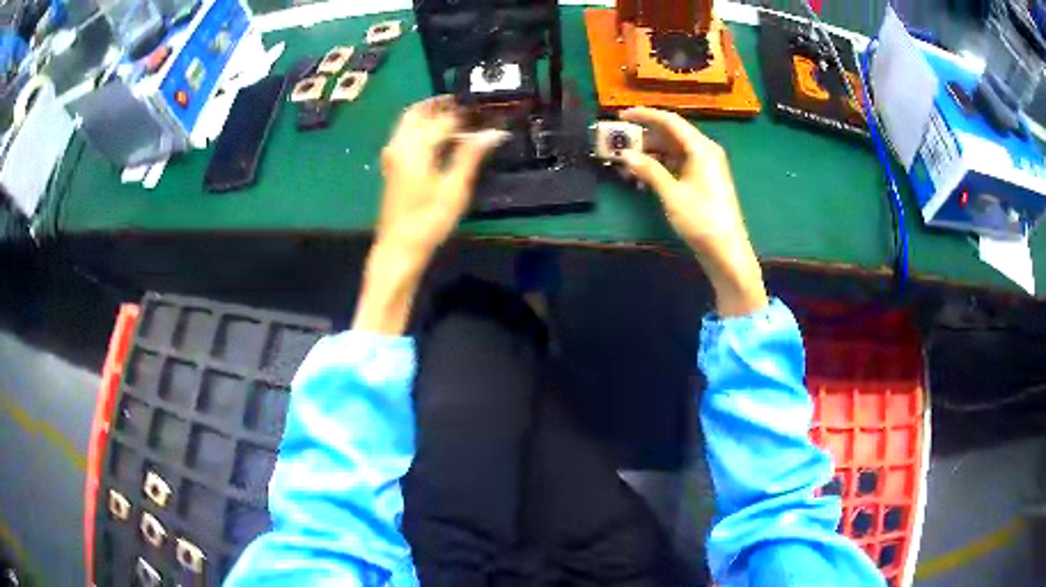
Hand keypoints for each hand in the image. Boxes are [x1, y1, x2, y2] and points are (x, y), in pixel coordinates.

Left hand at [376, 95, 505, 262]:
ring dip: (431, 114)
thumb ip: (471, 155)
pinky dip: (422, 127)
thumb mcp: (455, 188)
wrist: (398, 248)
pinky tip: (441, 137)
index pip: (445, 118)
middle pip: (419, 111)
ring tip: (459, 119)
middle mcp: (400, 143)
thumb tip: (495, 132)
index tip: (488, 109)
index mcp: (415, 146)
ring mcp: (393, 154)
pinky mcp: (392, 164)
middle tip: (469, 105)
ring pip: (410, 121)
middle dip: (443, 104)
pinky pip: (406, 133)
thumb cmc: (428, 220)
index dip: (467, 113)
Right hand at [618, 107, 767, 316]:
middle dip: (644, 137)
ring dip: (650, 154)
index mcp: (701, 148)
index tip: (621, 116)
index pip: (670, 121)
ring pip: (673, 150)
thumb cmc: (702, 220)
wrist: (727, 252)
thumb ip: (649, 170)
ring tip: (628, 164)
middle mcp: (705, 151)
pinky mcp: (703, 180)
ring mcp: (705, 166)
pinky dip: (661, 167)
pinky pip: (678, 164)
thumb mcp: (672, 195)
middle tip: (620, 144)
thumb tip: (625, 155)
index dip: (644, 115)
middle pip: (671, 134)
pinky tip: (644, 178)